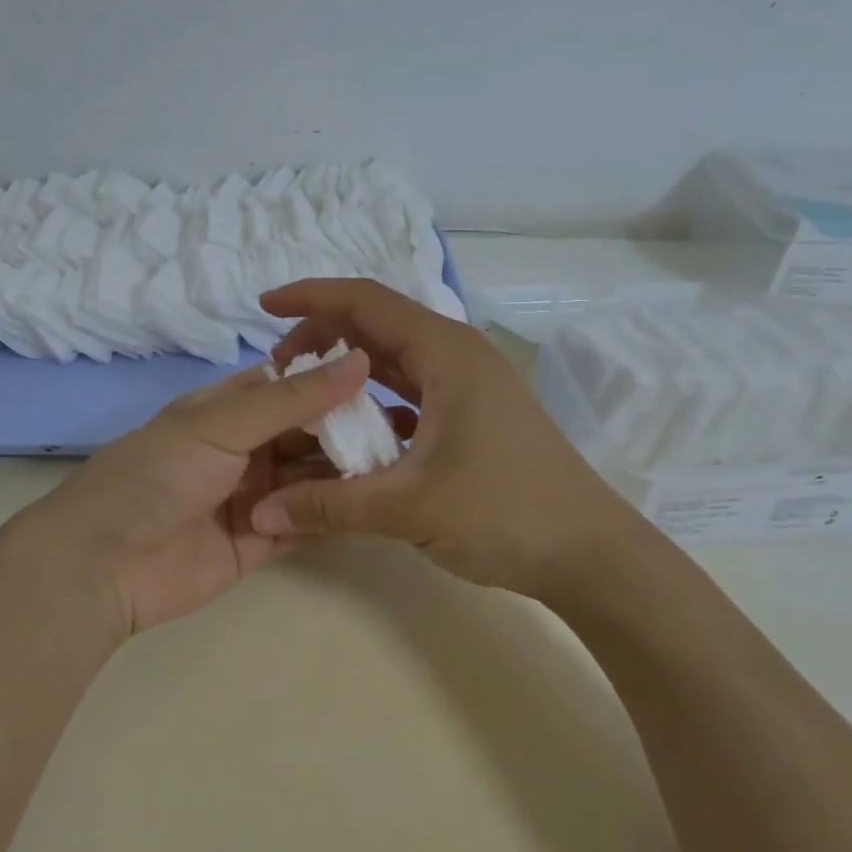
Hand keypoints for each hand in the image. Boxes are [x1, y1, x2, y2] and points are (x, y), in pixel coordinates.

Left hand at [13, 348, 371, 635]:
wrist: (102, 565)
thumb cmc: (157, 475)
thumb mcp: (222, 424)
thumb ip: (293, 399)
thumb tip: (357, 359)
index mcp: (228, 409)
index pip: (291, 386)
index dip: (334, 381)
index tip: (387, 379)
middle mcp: (245, 449)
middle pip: (307, 434)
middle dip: (347, 431)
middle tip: (406, 431)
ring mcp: (254, 496)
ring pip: (312, 478)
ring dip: (347, 473)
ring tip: (402, 467)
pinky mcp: (260, 542)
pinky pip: (306, 523)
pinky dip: (333, 515)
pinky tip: (376, 506)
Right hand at [248, 280, 644, 600]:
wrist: (592, 554)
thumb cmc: (505, 512)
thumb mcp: (409, 507)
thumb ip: (330, 505)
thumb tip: (260, 514)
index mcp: (446, 352)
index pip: (365, 301)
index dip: (311, 297)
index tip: (265, 306)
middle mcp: (457, 355)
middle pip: (377, 325)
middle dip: (323, 336)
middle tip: (278, 367)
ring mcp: (468, 386)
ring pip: (394, 360)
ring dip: (348, 371)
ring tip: (303, 394)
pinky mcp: (472, 415)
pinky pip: (411, 392)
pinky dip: (375, 401)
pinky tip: (351, 432)